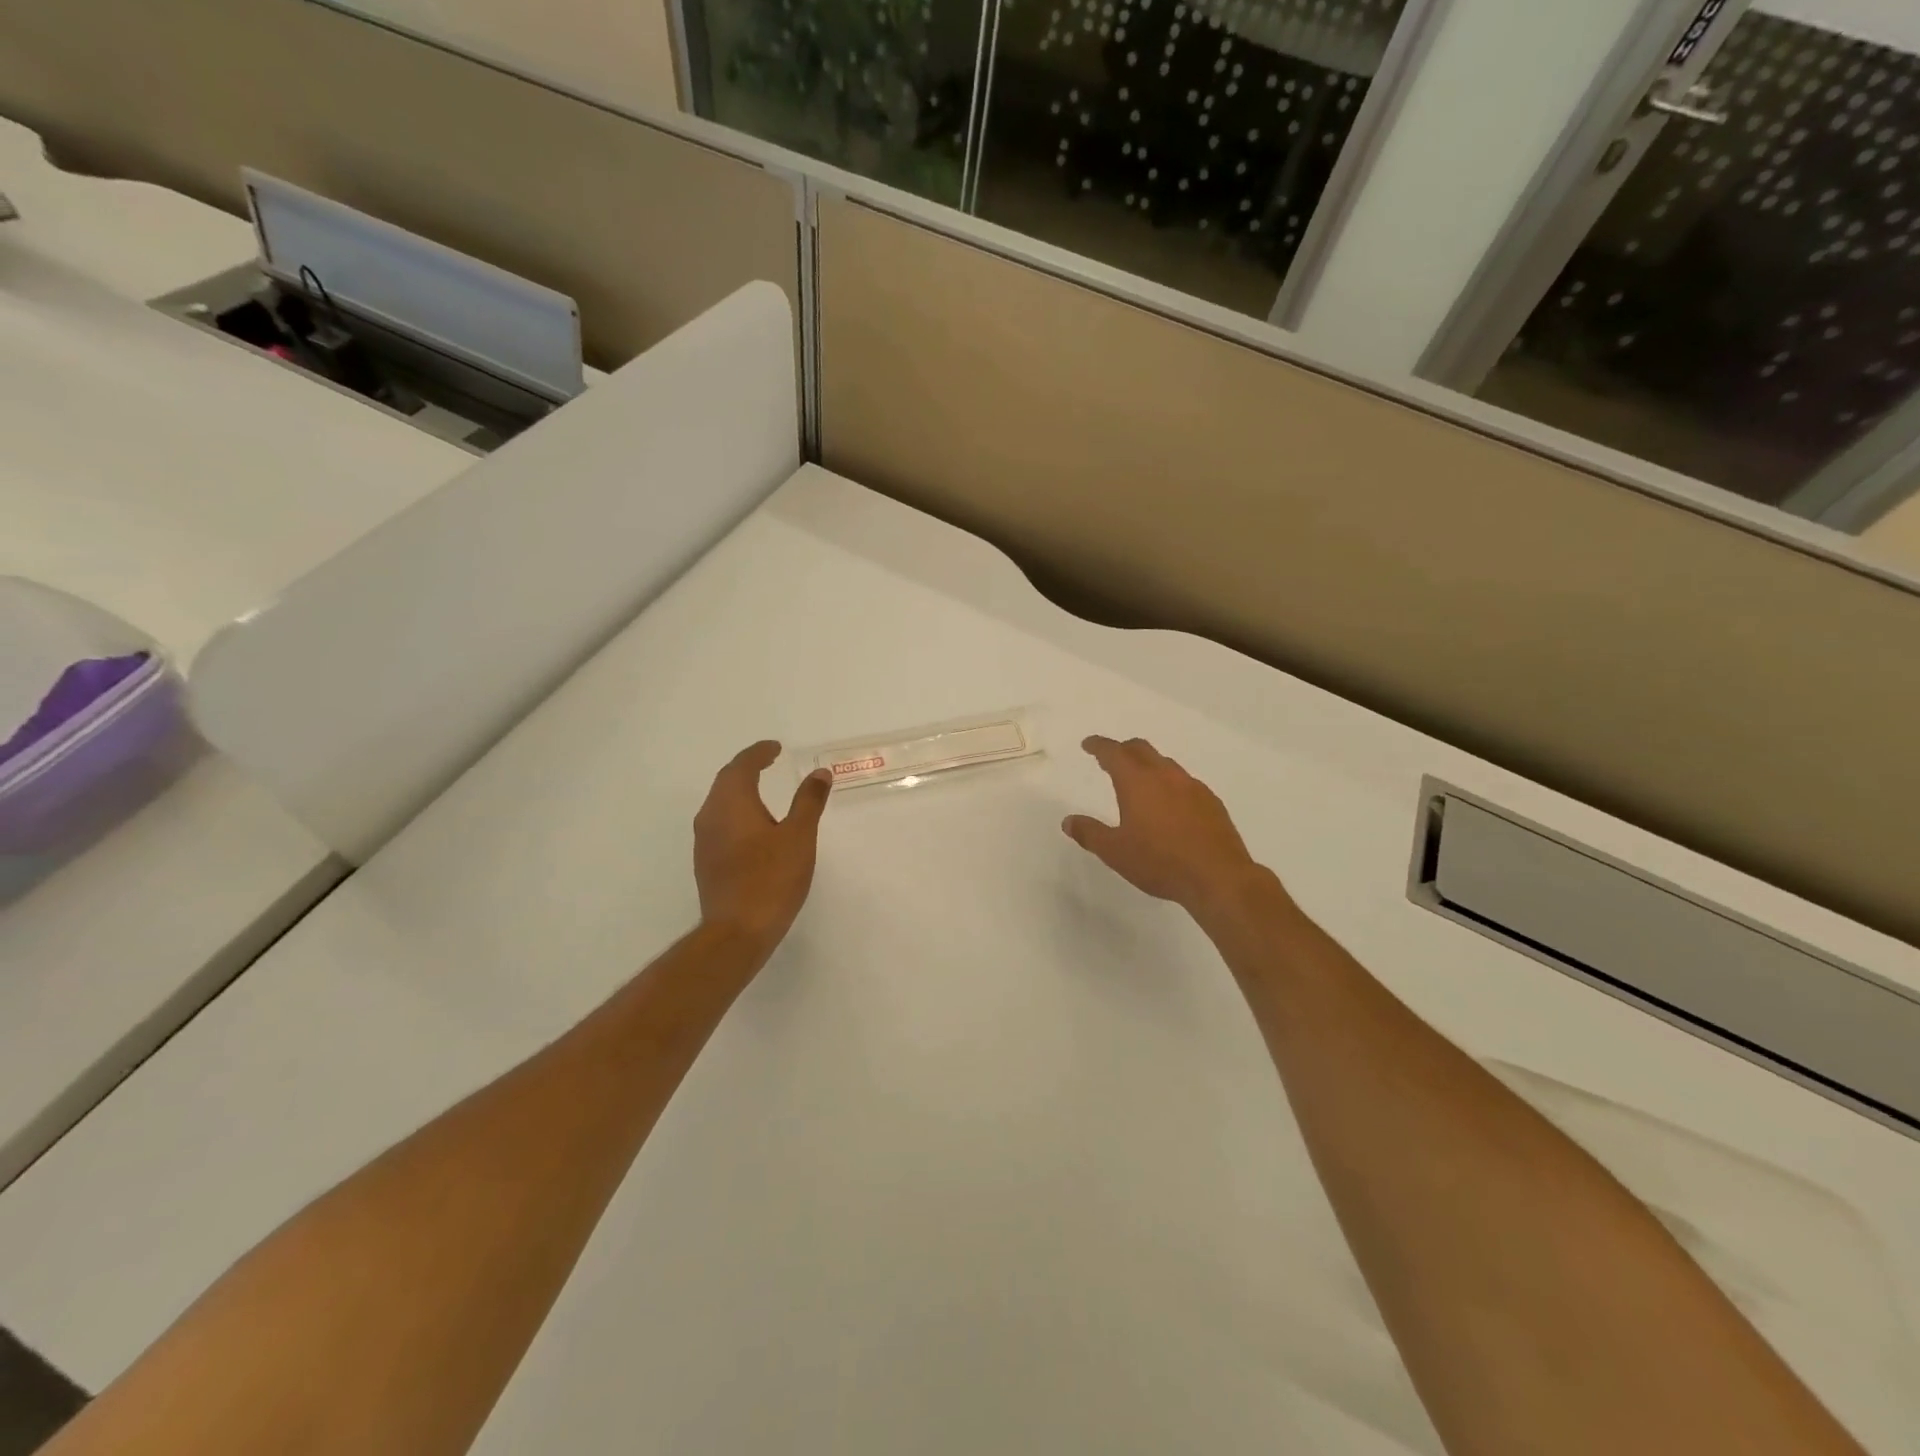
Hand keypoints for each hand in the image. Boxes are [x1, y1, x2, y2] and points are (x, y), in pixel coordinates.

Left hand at [694, 741, 832, 954]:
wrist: (737, 931)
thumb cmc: (771, 878)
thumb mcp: (799, 836)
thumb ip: (809, 801)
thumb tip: (819, 773)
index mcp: (731, 803)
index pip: (741, 766)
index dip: (758, 753)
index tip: (775, 748)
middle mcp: (711, 816)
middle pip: (726, 781)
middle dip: (747, 768)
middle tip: (769, 762)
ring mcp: (704, 840)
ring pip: (720, 803)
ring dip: (740, 790)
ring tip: (763, 790)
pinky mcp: (706, 862)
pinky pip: (719, 823)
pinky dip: (737, 812)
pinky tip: (753, 826)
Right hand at [1063, 736, 1264, 920]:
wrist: (1218, 877)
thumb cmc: (1160, 862)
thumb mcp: (1115, 852)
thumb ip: (1090, 833)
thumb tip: (1068, 821)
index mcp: (1138, 781)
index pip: (1114, 752)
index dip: (1098, 746)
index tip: (1088, 744)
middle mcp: (1166, 775)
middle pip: (1141, 749)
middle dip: (1123, 749)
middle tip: (1110, 759)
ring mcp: (1192, 786)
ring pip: (1165, 764)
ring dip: (1148, 765)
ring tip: (1140, 782)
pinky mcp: (1211, 802)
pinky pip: (1185, 782)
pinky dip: (1170, 784)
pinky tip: (1169, 805)